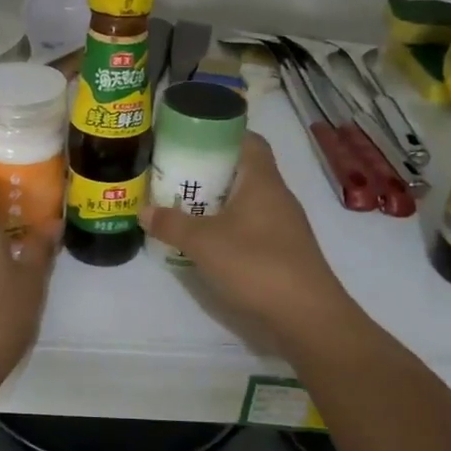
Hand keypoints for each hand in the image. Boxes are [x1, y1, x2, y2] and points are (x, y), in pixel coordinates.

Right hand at [141, 134, 358, 357]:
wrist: (307, 316)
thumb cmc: (256, 265)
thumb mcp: (203, 243)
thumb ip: (171, 224)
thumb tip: (143, 210)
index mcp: (262, 180)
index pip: (248, 139)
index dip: (221, 133)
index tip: (191, 138)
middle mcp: (277, 195)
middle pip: (244, 169)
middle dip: (211, 170)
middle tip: (177, 174)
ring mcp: (284, 225)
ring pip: (248, 200)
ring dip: (219, 201)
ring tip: (185, 207)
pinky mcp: (284, 251)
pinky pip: (253, 226)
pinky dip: (230, 226)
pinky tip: (208, 241)